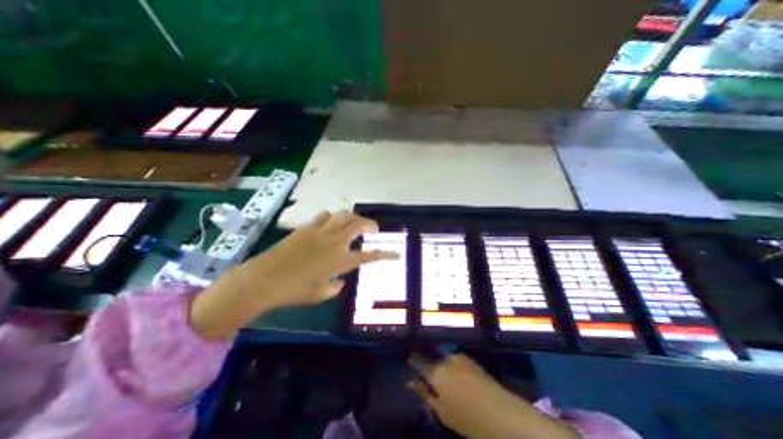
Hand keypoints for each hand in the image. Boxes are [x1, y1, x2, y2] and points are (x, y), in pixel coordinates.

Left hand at [231, 208, 398, 307]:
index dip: (386, 255)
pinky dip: (332, 217)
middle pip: (358, 224)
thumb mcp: (319, 294)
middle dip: (370, 224)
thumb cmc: (294, 291)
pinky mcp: (307, 227)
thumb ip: (334, 288)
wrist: (263, 279)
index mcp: (341, 260)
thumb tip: (340, 282)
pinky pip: (324, 215)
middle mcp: (335, 242)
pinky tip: (330, 223)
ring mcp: (320, 231)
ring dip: (351, 217)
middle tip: (374, 228)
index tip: (396, 254)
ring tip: (353, 222)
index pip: (370, 256)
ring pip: (342, 215)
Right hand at [407, 354, 576, 437]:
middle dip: (426, 359)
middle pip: (431, 355)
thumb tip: (410, 382)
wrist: (501, 413)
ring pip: (443, 355)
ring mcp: (460, 357)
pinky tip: (451, 371)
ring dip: (438, 360)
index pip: (419, 361)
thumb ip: (424, 393)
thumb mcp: (441, 410)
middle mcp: (446, 359)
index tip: (408, 359)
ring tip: (437, 369)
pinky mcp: (470, 360)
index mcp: (436, 371)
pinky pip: (453, 358)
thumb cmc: (467, 417)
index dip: (413, 360)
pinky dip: (449, 362)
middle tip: (422, 366)